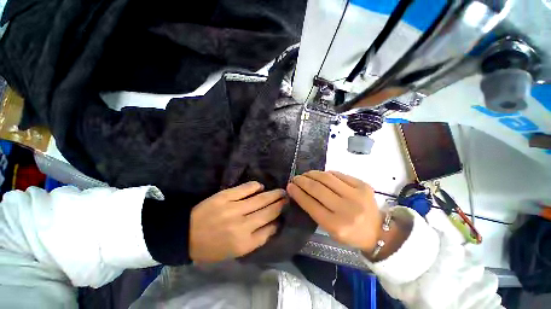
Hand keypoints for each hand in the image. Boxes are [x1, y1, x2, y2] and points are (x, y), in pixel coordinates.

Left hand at [190, 182, 285, 262]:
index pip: (269, 230)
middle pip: (268, 212)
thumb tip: (273, 225)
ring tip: (281, 191)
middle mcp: (242, 225)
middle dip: (281, 204)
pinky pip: (245, 189)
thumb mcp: (234, 252)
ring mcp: (234, 208)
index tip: (284, 214)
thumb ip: (255, 239)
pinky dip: (255, 186)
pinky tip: (260, 186)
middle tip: (288, 198)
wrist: (185, 235)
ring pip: (260, 199)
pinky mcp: (225, 196)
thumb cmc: (211, 247)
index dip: (279, 220)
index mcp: (244, 243)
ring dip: (273, 194)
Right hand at [286, 171, 381, 252]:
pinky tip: (321, 175)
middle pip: (317, 189)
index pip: (311, 204)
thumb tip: (300, 191)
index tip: (289, 186)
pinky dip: (326, 174)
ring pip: (326, 178)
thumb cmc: (350, 233)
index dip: (298, 193)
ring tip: (306, 174)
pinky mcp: (363, 185)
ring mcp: (356, 195)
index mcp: (337, 225)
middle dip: (303, 181)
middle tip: (296, 178)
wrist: (378, 231)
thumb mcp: (329, 229)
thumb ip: (314, 210)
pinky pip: (338, 174)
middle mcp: (347, 209)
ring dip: (312, 174)